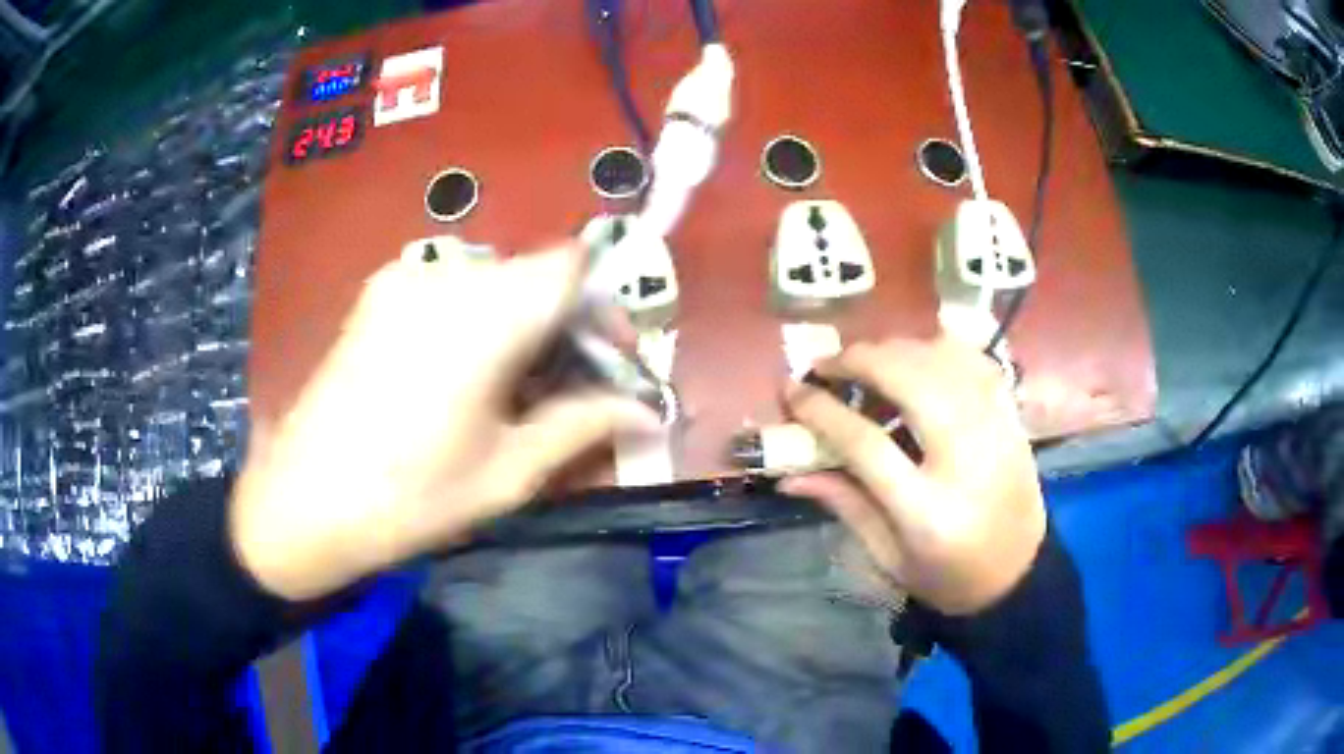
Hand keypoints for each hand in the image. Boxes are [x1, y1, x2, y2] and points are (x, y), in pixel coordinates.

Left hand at [230, 244, 659, 600]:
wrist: (300, 503)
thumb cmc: (409, 497)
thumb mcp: (508, 472)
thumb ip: (584, 426)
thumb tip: (648, 413)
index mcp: (484, 313)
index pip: (573, 265)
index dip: (604, 306)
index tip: (610, 362)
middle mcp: (445, 275)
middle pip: (534, 272)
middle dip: (566, 323)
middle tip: (572, 388)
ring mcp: (404, 278)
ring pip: (495, 280)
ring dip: (523, 323)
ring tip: (517, 389)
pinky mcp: (377, 294)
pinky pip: (451, 289)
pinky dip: (479, 319)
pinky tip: (466, 376)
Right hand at [780, 338, 1045, 615]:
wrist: (1019, 576)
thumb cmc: (948, 577)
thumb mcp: (888, 556)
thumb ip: (844, 504)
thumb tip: (789, 475)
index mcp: (927, 510)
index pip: (865, 443)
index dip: (822, 411)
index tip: (792, 392)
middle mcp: (966, 458)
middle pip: (909, 380)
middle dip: (860, 361)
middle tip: (827, 366)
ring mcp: (996, 430)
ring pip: (943, 359)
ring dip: (898, 349)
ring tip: (869, 363)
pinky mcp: (1012, 417)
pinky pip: (976, 361)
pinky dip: (940, 349)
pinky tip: (918, 359)